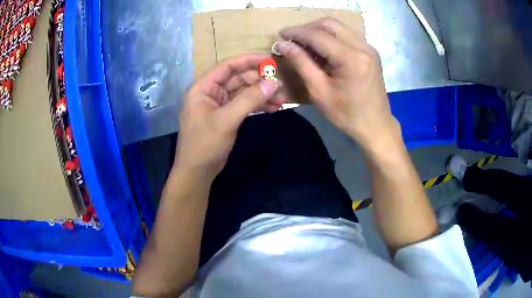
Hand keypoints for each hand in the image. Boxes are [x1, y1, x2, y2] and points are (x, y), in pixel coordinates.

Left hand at [174, 54, 282, 178]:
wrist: (197, 171)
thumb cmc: (205, 144)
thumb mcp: (227, 120)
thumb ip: (250, 99)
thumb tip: (273, 83)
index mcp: (203, 87)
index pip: (228, 66)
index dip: (249, 60)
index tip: (270, 60)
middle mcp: (210, 92)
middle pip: (237, 79)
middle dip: (258, 81)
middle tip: (279, 86)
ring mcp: (218, 104)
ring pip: (243, 92)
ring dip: (260, 94)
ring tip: (280, 100)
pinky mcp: (225, 116)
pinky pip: (243, 105)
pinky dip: (257, 105)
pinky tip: (272, 108)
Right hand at [274, 17, 398, 148]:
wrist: (375, 125)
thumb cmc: (346, 114)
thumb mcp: (319, 91)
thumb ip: (301, 63)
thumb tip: (283, 44)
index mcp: (350, 58)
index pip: (317, 35)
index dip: (296, 33)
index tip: (280, 35)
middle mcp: (362, 46)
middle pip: (330, 23)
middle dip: (308, 28)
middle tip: (293, 39)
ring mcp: (368, 47)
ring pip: (339, 27)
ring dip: (320, 30)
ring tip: (305, 43)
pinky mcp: (370, 52)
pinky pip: (347, 35)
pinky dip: (332, 36)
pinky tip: (323, 49)